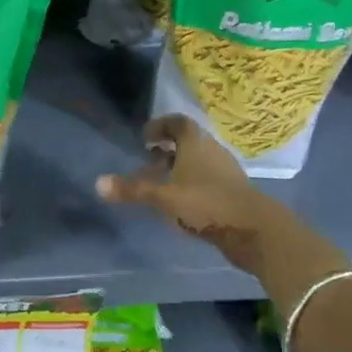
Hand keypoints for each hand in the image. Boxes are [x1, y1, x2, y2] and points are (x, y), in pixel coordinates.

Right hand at [95, 113, 295, 275]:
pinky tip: (182, 203)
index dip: (159, 126)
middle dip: (166, 150)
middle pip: (187, 142)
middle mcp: (211, 149)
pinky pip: (207, 179)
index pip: (177, 122)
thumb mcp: (163, 197)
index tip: (145, 138)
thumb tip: (98, 183)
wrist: (254, 229)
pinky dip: (192, 184)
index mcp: (195, 141)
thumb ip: (132, 190)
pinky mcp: (234, 191)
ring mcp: (226, 170)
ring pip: (197, 162)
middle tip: (148, 162)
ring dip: (179, 168)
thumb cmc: (205, 203)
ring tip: (161, 185)